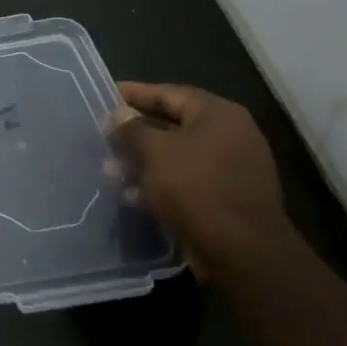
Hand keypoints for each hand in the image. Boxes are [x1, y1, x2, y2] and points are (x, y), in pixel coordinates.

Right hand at [106, 82, 286, 280]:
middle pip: (172, 126)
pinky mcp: (226, 198)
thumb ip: (132, 128)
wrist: (242, 252)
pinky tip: (132, 196)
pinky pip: (185, 182)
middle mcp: (230, 136)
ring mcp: (231, 169)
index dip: (136, 93)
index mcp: (219, 115)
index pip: (170, 93)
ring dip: (142, 163)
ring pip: (176, 157)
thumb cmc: (196, 188)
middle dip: (135, 134)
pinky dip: (159, 185)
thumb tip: (119, 114)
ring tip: (110, 172)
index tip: (106, 93)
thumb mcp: (154, 152)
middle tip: (104, 136)